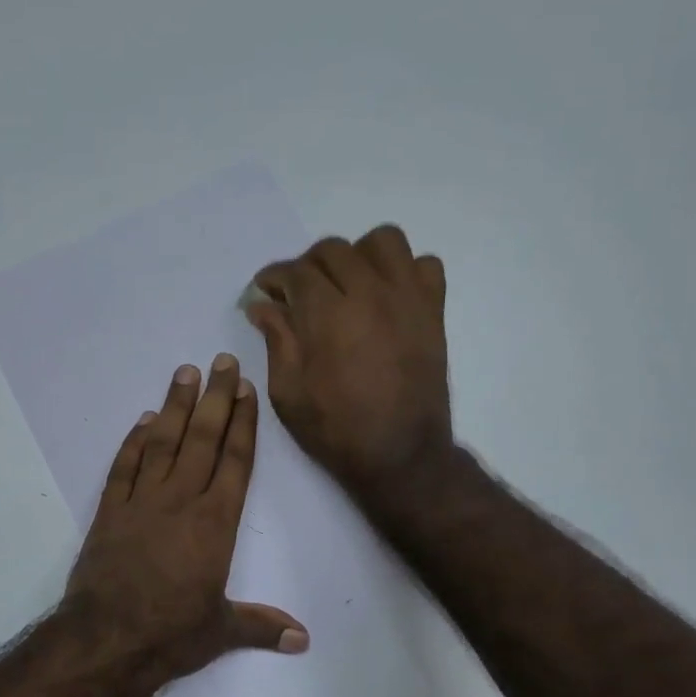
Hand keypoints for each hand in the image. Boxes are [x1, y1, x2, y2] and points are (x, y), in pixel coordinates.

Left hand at [64, 354, 308, 686]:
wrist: (106, 640)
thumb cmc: (170, 634)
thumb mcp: (222, 631)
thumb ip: (262, 626)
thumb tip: (304, 639)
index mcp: (215, 522)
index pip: (235, 461)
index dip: (243, 423)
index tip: (246, 389)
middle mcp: (181, 500)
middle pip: (203, 439)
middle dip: (216, 398)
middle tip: (222, 361)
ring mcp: (142, 501)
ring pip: (163, 442)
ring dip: (176, 406)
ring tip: (185, 372)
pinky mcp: (110, 511)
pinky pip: (124, 466)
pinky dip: (133, 441)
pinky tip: (143, 419)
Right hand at [245, 225, 451, 495]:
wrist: (400, 454)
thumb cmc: (336, 429)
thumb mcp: (288, 392)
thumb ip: (276, 339)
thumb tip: (263, 304)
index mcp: (327, 313)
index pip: (294, 271)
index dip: (273, 278)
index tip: (265, 292)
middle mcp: (369, 292)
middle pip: (333, 250)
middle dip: (307, 266)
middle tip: (300, 294)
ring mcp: (407, 298)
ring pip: (383, 242)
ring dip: (359, 255)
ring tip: (348, 284)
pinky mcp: (433, 311)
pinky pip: (426, 264)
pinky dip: (405, 271)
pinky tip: (388, 296)